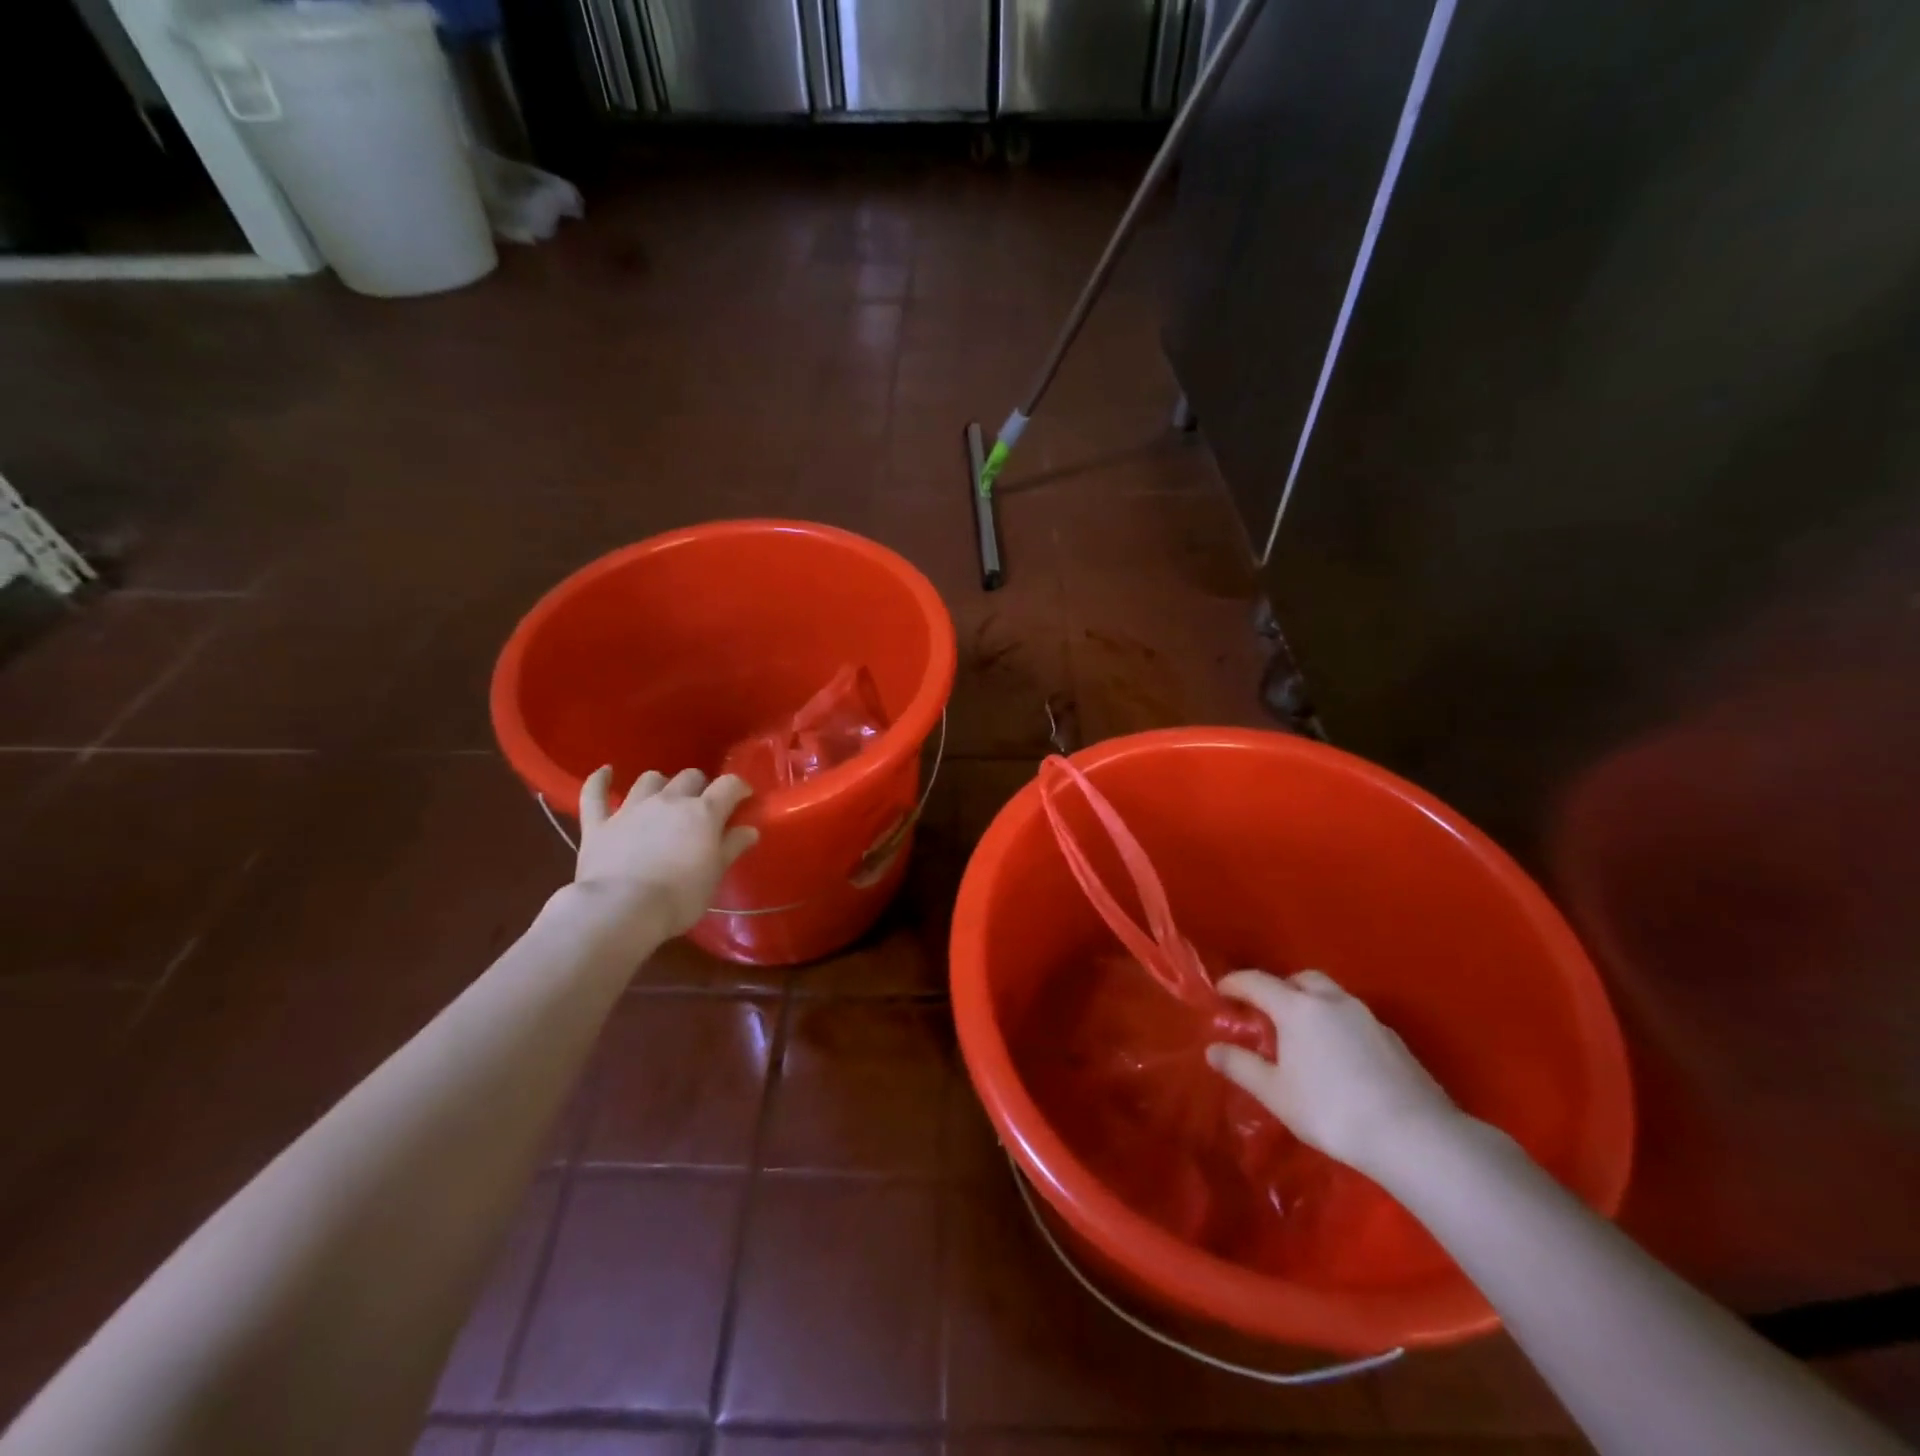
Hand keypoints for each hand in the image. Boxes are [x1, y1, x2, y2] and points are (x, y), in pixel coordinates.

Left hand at [575, 766, 758, 936]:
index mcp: (703, 813)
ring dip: (660, 784)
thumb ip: (732, 847)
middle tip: (702, 806)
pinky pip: (595, 793)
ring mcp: (631, 809)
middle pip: (689, 777)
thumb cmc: (679, 897)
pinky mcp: (599, 824)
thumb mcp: (715, 875)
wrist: (622, 909)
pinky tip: (605, 772)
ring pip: (649, 780)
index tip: (744, 799)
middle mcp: (669, 801)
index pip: (729, 785)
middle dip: (700, 786)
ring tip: (663, 797)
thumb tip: (749, 829)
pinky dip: (600, 781)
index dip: (739, 788)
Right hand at [1207, 969, 1459, 1180]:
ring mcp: (1368, 1018)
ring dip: (1312, 1005)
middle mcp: (1332, 1001)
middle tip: (1268, 1012)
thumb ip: (1242, 1067)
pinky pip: (1354, 1020)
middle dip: (1280, 988)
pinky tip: (1339, 1058)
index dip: (1235, 983)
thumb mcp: (1276, 1093)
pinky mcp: (1393, 1040)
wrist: (1414, 1136)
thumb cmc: (1331, 1110)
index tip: (1221, 991)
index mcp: (1297, 1008)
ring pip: (1331, 996)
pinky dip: (1338, 1026)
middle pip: (1300, 979)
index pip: (1257, 982)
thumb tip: (1213, 1049)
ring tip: (1304, 1036)